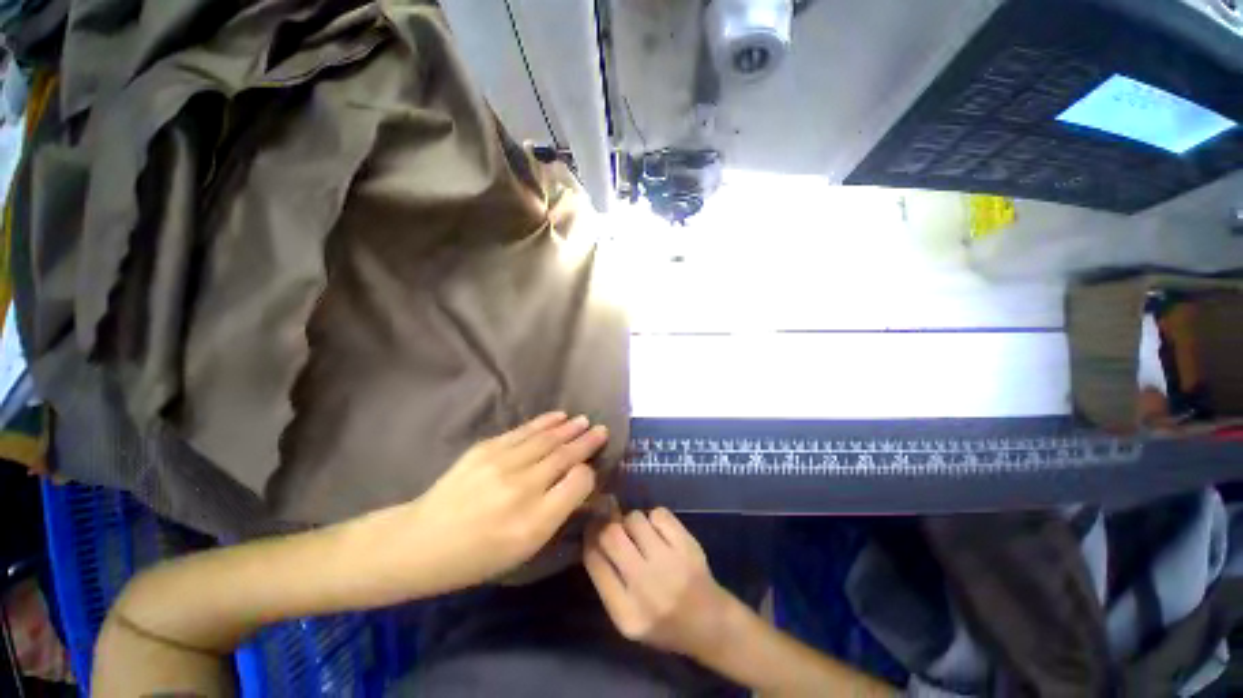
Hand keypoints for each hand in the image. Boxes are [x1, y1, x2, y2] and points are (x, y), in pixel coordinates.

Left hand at [371, 412, 607, 596]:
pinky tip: (558, 416)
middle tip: (602, 430)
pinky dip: (544, 422)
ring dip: (569, 428)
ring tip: (584, 421)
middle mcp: (522, 488)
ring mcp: (502, 464)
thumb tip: (578, 484)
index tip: (593, 466)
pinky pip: (524, 431)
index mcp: (534, 522)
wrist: (420, 542)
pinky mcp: (486, 448)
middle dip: (586, 441)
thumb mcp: (523, 550)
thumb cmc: (476, 556)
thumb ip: (556, 514)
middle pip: (565, 456)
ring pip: (547, 439)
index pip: (577, 483)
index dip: (589, 471)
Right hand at [584, 508, 734, 657]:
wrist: (710, 624)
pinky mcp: (688, 545)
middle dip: (607, 523)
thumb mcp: (626, 615)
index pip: (594, 561)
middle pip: (611, 535)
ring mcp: (670, 564)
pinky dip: (654, 518)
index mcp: (626, 613)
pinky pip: (658, 513)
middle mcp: (646, 587)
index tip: (590, 526)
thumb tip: (592, 531)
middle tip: (611, 521)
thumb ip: (606, 578)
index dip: (589, 536)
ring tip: (640, 533)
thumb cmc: (662, 622)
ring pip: (634, 519)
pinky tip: (659, 532)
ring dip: (632, 521)